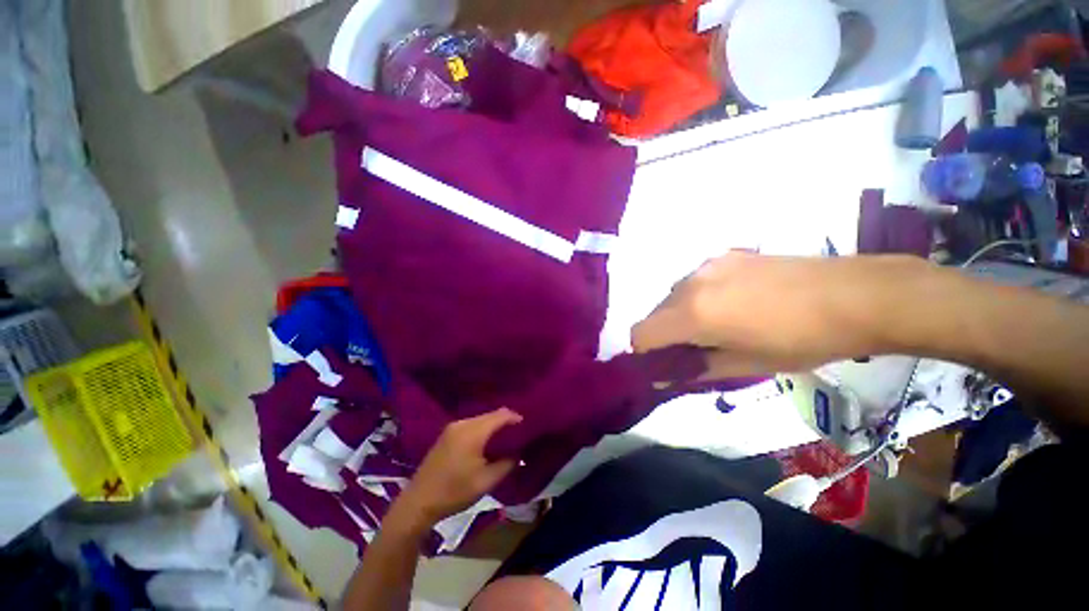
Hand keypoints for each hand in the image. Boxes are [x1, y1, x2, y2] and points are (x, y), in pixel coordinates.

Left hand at [394, 408, 522, 527]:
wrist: (418, 503)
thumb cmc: (454, 492)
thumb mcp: (486, 481)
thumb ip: (507, 464)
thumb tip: (519, 453)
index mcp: (473, 432)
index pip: (501, 415)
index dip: (516, 418)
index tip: (528, 426)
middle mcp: (462, 423)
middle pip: (491, 415)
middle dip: (506, 421)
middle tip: (520, 433)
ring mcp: (452, 427)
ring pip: (481, 419)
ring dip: (494, 425)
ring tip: (506, 438)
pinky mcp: (447, 434)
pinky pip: (472, 424)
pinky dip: (483, 429)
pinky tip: (487, 441)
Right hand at [632, 252, 924, 376]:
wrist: (858, 295)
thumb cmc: (803, 341)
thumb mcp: (746, 365)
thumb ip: (695, 370)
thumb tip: (662, 377)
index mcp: (693, 313)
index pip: (641, 333)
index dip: (645, 353)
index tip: (664, 365)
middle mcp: (690, 283)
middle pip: (654, 314)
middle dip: (664, 335)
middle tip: (693, 351)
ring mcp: (708, 265)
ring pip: (672, 296)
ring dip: (679, 316)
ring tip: (716, 326)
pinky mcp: (725, 255)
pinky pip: (694, 282)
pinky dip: (697, 298)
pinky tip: (732, 304)